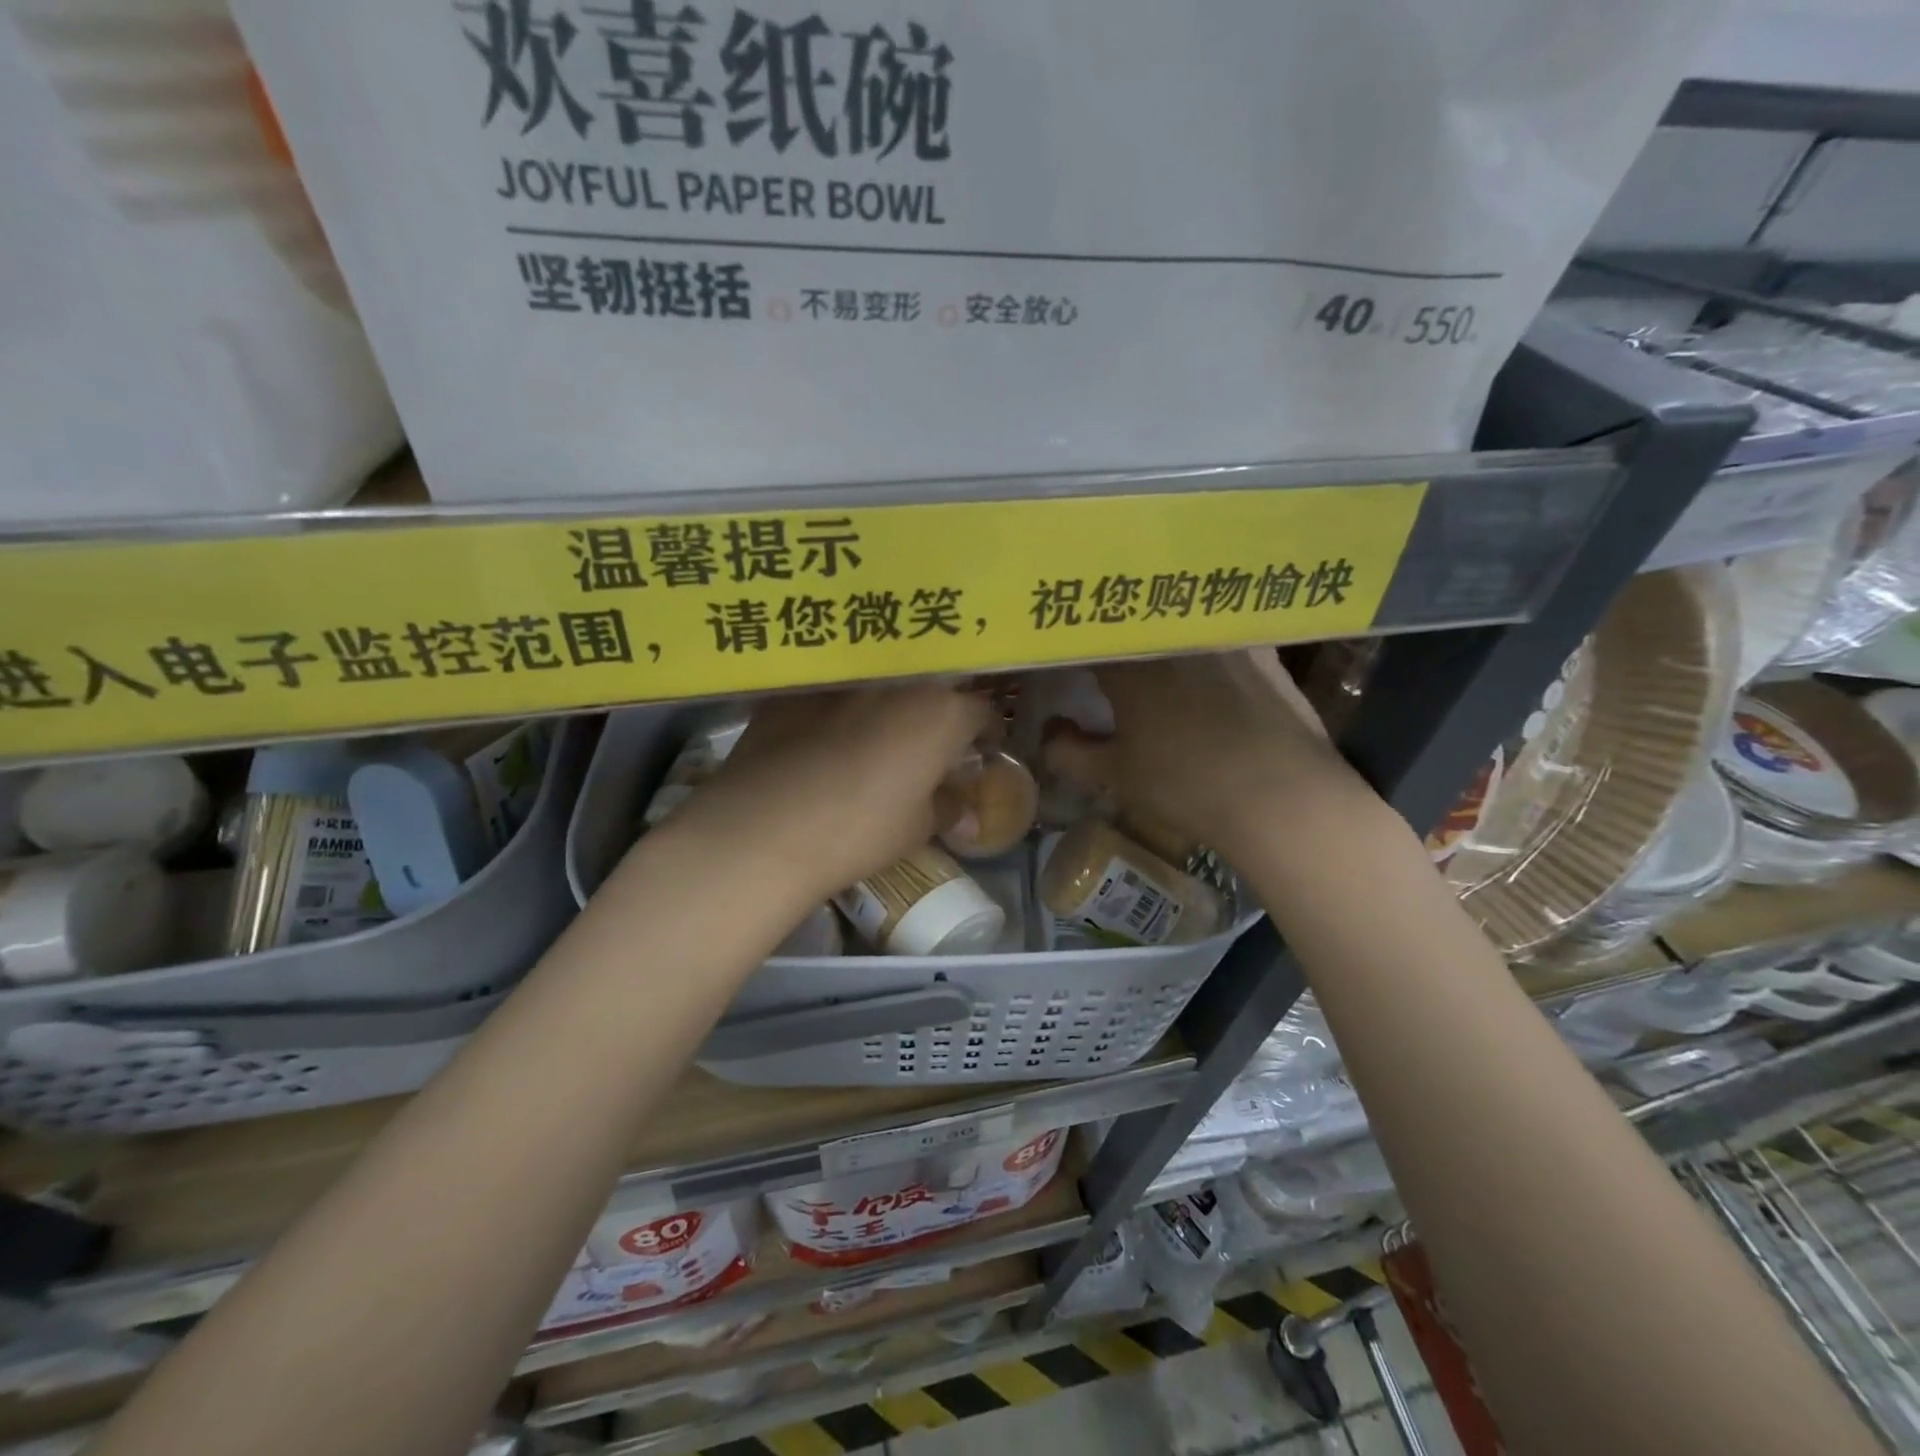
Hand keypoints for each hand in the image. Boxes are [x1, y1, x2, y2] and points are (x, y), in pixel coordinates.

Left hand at [667, 683, 993, 902]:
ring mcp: (842, 680)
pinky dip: (837, 710)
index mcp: (939, 713)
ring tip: (872, 739)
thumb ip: (948, 809)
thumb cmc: (859, 831)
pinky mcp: (795, 689)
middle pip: (931, 687)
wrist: (763, 829)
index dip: (983, 733)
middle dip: (935, 712)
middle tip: (926, 746)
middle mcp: (896, 682)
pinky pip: (831, 693)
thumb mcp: (916, 829)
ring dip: (886, 706)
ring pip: (879, 685)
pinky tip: (821, 740)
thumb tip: (964, 812)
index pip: (981, 710)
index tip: (976, 752)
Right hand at [1042, 650, 1355, 860]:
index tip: (1059, 662)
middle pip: (1128, 620)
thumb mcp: (1116, 775)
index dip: (1066, 647)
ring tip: (1148, 652)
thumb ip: (1070, 753)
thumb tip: (1050, 731)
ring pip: (1174, 619)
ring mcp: (1221, 634)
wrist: (1282, 798)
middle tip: (1100, 656)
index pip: (1083, 637)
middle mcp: (1173, 632)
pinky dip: (1198, 639)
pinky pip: (1217, 629)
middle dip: (1109, 634)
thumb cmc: (1187, 786)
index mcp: (1129, 660)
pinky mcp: (1260, 645)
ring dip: (1154, 630)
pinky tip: (1200, 660)